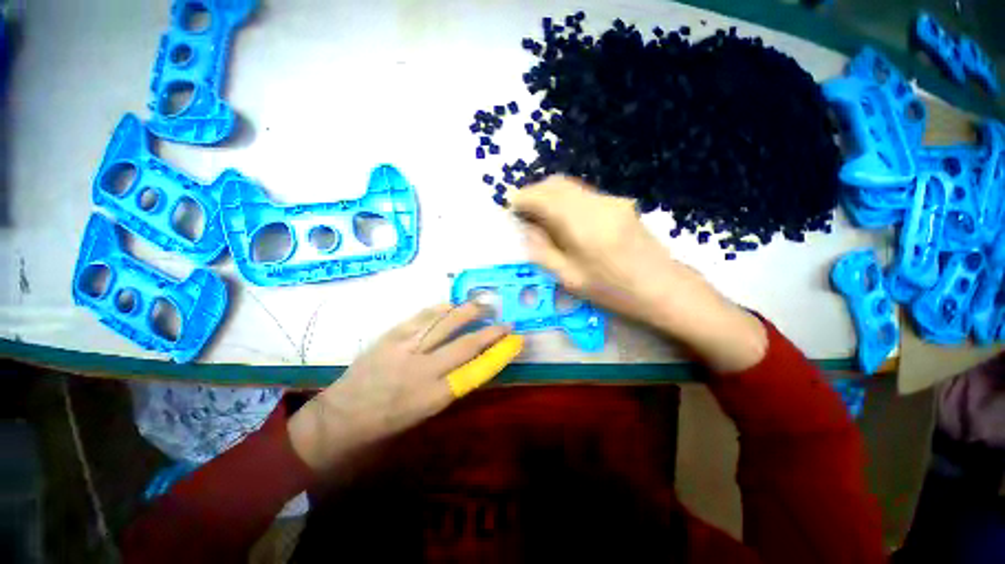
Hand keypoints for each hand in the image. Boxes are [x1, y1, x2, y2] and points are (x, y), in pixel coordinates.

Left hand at [288, 303, 522, 471]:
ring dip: (468, 312)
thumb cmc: (387, 422)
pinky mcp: (391, 337)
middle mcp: (423, 371)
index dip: (499, 355)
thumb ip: (450, 385)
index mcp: (434, 397)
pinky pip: (420, 318)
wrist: (342, 416)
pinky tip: (451, 304)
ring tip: (484, 304)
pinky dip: (439, 309)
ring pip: (444, 324)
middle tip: (507, 322)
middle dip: (491, 332)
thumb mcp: (425, 413)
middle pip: (465, 345)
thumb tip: (473, 362)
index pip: (477, 371)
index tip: (515, 343)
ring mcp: (405, 350)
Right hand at [510, 175, 765, 372]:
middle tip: (523, 211)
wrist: (663, 288)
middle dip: (534, 192)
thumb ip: (542, 250)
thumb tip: (527, 228)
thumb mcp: (569, 278)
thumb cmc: (613, 291)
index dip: (522, 198)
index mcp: (581, 224)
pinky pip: (584, 194)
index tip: (510, 206)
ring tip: (540, 215)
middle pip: (557, 183)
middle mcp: (596, 203)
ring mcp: (611, 200)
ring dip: (550, 194)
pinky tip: (564, 219)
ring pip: (571, 186)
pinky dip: (566, 200)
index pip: (543, 196)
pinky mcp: (619, 203)